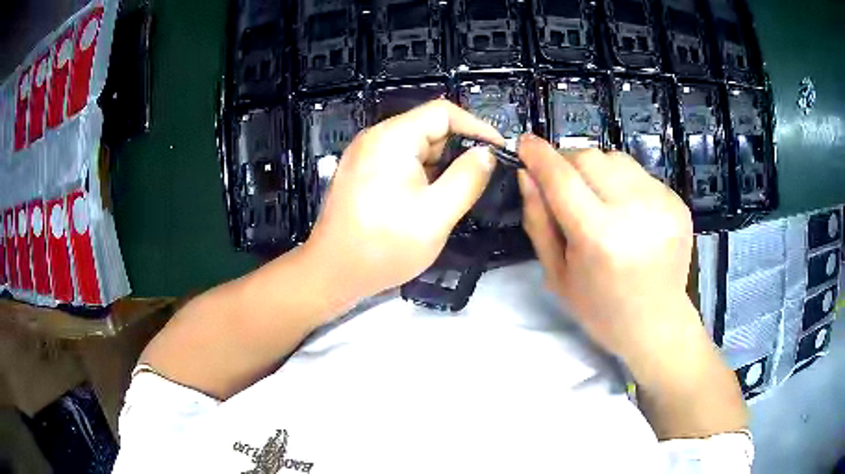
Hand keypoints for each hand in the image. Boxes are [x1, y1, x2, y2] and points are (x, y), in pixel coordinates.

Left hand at [305, 99, 503, 302]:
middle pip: (428, 128)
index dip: (476, 127)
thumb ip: (468, 178)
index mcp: (392, 138)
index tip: (499, 151)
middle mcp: (375, 138)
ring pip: (416, 146)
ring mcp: (365, 154)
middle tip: (481, 179)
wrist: (332, 273)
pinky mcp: (361, 171)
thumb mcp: (437, 214)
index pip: (443, 112)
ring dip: (441, 165)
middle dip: (459, 149)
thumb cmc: (384, 246)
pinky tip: (431, 198)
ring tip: (457, 193)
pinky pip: (401, 161)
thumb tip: (487, 154)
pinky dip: (422, 173)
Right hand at [517, 134, 695, 363]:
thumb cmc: (601, 309)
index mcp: (600, 237)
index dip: (539, 155)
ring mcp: (663, 204)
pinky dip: (623, 183)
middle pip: (589, 157)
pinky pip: (639, 173)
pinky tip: (627, 212)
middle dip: (568, 163)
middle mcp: (635, 212)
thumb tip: (526, 174)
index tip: (524, 143)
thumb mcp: (557, 274)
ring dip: (597, 170)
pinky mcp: (678, 202)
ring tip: (599, 200)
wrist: (657, 324)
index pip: (562, 178)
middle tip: (563, 185)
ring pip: (615, 158)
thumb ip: (538, 221)